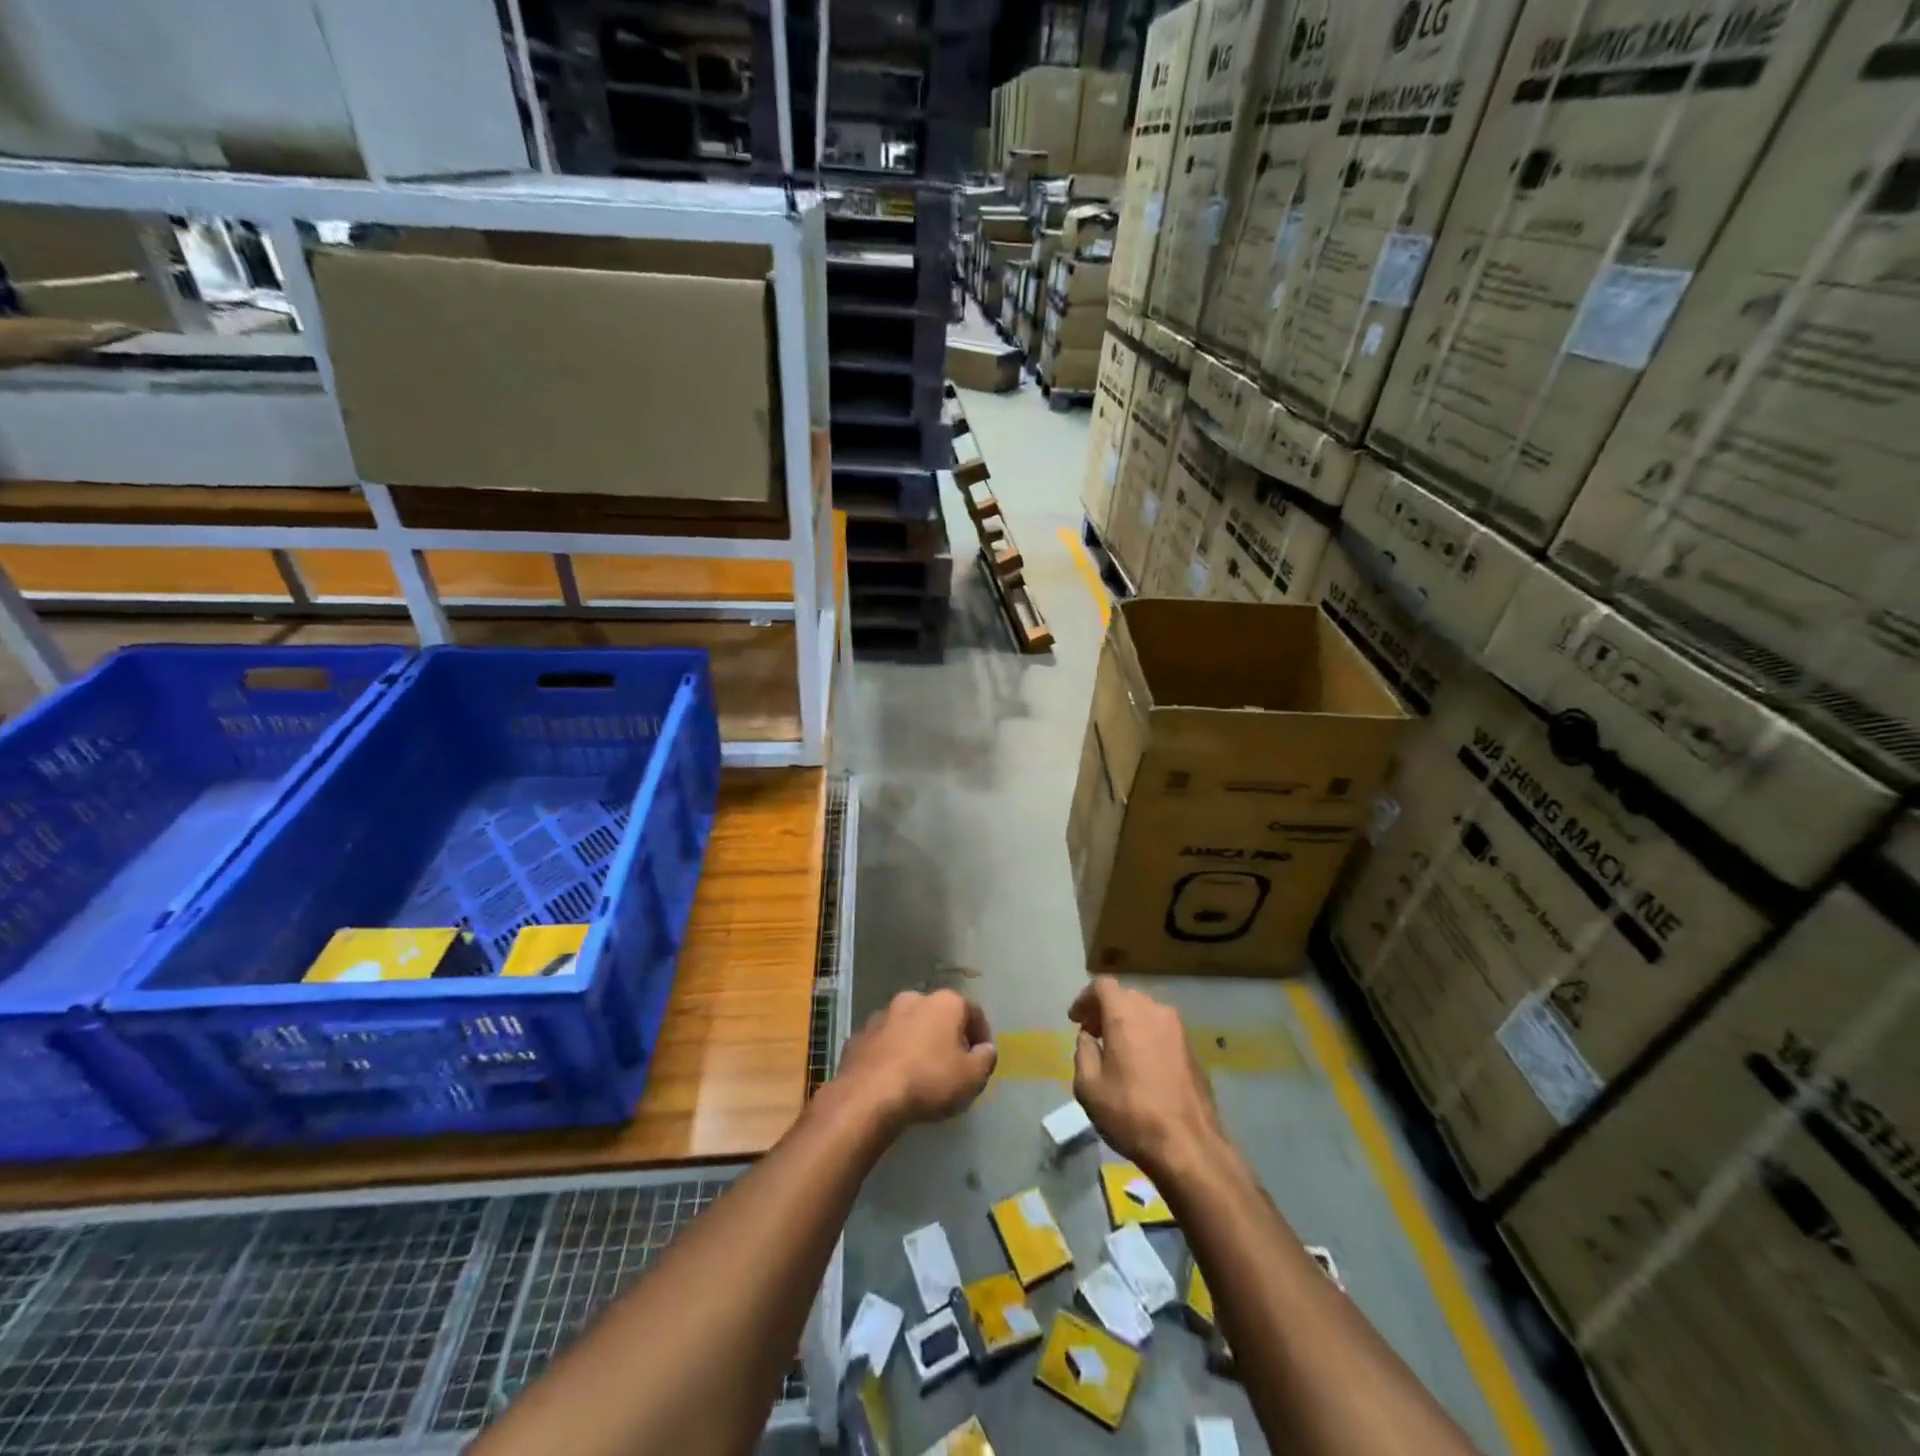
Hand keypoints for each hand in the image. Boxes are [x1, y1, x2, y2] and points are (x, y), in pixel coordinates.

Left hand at [836, 989, 996, 1131]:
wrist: (869, 1095)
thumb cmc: (929, 1081)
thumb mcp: (972, 1077)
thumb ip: (985, 1059)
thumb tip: (985, 1049)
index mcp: (945, 1002)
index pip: (973, 1011)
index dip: (981, 1034)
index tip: (981, 1058)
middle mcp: (914, 998)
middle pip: (938, 1015)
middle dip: (946, 1035)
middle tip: (952, 1063)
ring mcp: (883, 1015)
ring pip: (909, 1025)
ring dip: (917, 1042)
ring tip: (920, 1072)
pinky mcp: (860, 1035)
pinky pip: (885, 1042)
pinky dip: (893, 1053)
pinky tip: (894, 1077)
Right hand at [1070, 977, 1223, 1178]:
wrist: (1188, 1146)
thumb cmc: (1130, 1113)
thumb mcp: (1089, 1086)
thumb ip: (1083, 1052)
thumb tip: (1088, 1038)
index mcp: (1126, 1014)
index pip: (1102, 986)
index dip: (1085, 998)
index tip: (1075, 1019)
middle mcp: (1154, 1011)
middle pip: (1125, 996)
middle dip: (1105, 1010)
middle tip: (1092, 1033)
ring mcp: (1178, 1029)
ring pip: (1146, 1012)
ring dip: (1127, 1022)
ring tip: (1116, 1049)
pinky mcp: (1193, 1049)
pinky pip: (1162, 1030)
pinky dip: (1146, 1036)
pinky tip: (1141, 1064)